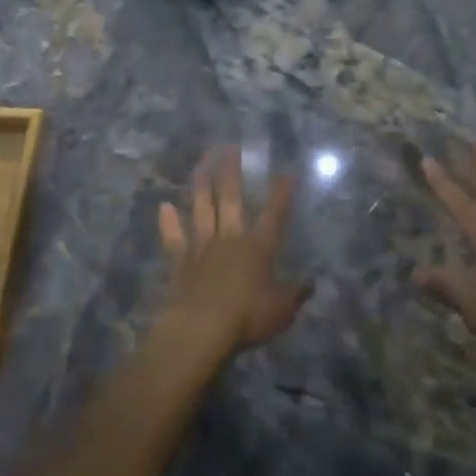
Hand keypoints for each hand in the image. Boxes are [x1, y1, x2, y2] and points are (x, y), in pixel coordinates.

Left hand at [157, 147, 308, 355]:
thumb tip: (310, 283)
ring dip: (201, 185)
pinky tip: (164, 206)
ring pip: (201, 209)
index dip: (281, 192)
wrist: (201, 329)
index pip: (274, 214)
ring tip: (201, 162)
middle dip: (231, 171)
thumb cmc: (247, 318)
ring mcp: (202, 247)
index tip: (286, 171)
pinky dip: (169, 222)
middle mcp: (230, 239)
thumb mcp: (282, 310)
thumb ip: (295, 294)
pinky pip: (174, 237)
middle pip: (230, 199)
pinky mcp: (180, 262)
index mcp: (259, 248)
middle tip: (229, 146)